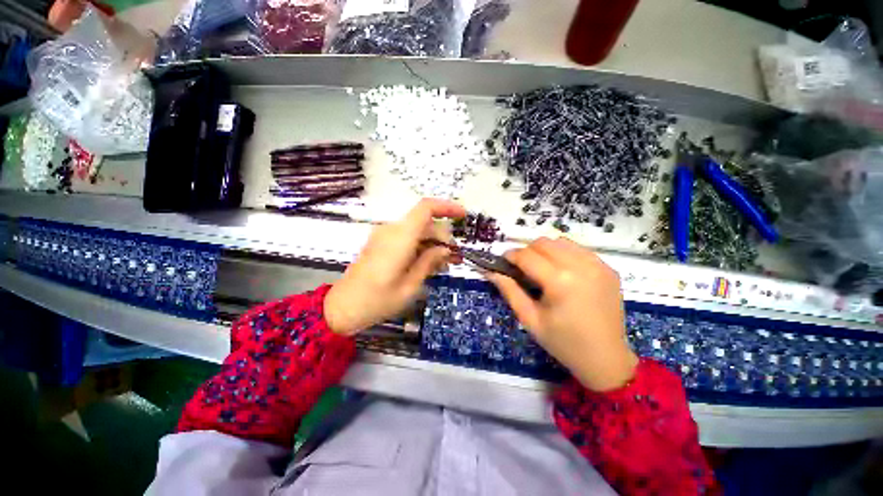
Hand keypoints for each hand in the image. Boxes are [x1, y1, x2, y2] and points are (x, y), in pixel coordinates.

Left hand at [324, 199, 465, 335]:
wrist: (343, 307)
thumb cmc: (377, 301)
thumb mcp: (410, 286)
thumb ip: (429, 262)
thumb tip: (446, 249)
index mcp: (400, 238)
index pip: (426, 208)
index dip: (447, 207)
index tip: (463, 216)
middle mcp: (391, 231)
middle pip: (424, 222)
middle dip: (443, 236)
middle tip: (455, 257)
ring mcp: (384, 236)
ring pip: (417, 231)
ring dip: (433, 243)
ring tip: (445, 264)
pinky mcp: (381, 244)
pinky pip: (406, 238)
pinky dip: (420, 247)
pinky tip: (429, 263)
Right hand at [487, 238, 637, 391]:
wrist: (606, 358)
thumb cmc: (563, 342)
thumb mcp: (530, 319)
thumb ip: (509, 291)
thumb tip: (491, 271)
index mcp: (559, 282)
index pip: (527, 256)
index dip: (510, 256)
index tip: (503, 263)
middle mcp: (580, 266)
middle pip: (543, 243)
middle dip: (527, 251)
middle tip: (522, 269)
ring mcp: (598, 265)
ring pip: (561, 241)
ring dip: (545, 250)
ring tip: (542, 269)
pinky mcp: (608, 268)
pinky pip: (578, 249)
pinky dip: (564, 253)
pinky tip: (562, 271)